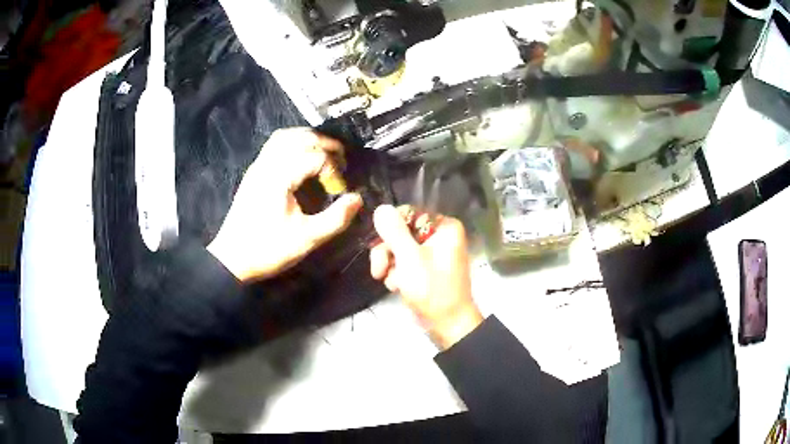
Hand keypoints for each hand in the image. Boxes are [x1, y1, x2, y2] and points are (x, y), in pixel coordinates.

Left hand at [208, 128, 361, 280]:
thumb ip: (336, 219)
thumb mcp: (306, 239)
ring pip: (285, 136)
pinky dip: (294, 142)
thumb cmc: (268, 249)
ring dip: (309, 139)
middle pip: (301, 138)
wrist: (232, 258)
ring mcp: (258, 166)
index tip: (338, 190)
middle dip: (326, 145)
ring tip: (325, 153)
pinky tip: (303, 157)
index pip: (315, 156)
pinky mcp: (254, 172)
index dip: (333, 170)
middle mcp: (267, 164)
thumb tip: (357, 199)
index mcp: (279, 178)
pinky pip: (275, 144)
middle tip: (342, 161)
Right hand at [369, 205, 482, 348]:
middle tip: (378, 271)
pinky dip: (397, 273)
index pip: (409, 214)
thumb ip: (394, 232)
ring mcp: (433, 252)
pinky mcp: (425, 267)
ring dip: (390, 264)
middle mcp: (440, 235)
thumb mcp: (410, 259)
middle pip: (401, 231)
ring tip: (390, 282)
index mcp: (444, 227)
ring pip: (399, 247)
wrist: (447, 325)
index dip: (390, 228)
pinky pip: (404, 261)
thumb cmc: (432, 290)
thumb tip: (381, 207)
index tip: (377, 244)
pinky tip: (396, 287)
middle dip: (387, 251)